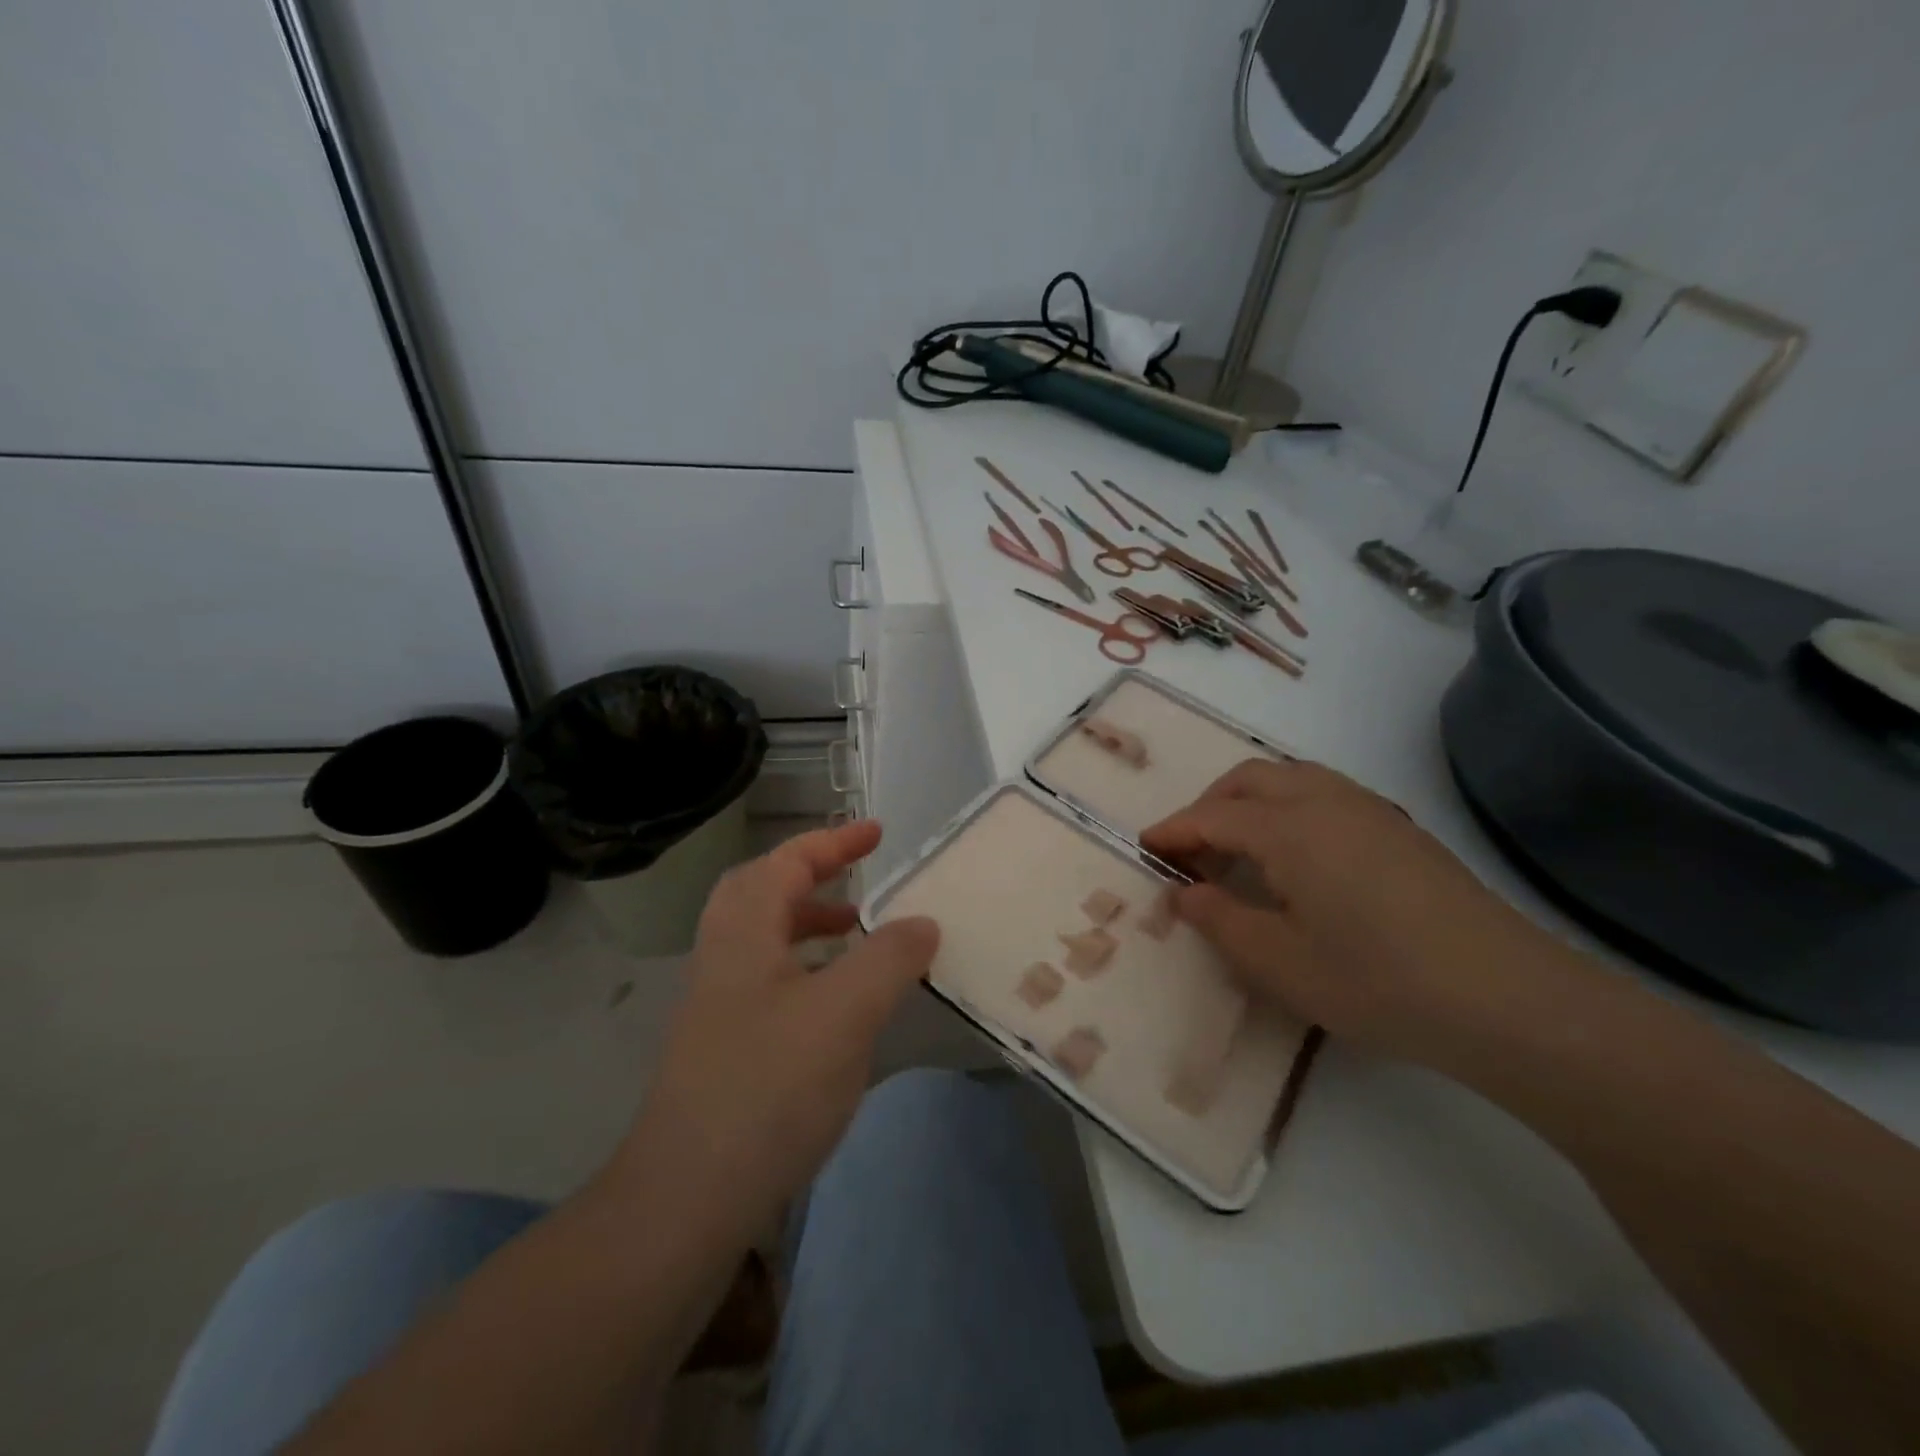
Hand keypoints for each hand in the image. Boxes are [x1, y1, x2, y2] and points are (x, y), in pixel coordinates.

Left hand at [609, 821, 937, 1236]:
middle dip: (812, 874)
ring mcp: (719, 1004)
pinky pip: (771, 979)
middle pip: (762, 890)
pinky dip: (808, 967)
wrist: (687, 1200)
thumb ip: (890, 958)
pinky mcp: (725, 1046)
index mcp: (744, 932)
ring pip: (766, 937)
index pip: (787, 862)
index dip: (834, 841)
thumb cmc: (768, 1087)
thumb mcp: (845, 1013)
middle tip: (858, 879)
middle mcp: (724, 956)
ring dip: (811, 921)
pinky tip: (840, 1003)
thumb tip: (923, 921)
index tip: (878, 833)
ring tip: (859, 933)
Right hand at [1141, 759, 1579, 1070]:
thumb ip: (1221, 921)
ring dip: (1251, 801)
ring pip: (1292, 778)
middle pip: (1250, 779)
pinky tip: (1299, 858)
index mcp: (1289, 828)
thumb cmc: (1378, 981)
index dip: (1174, 832)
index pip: (1212, 816)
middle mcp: (1326, 801)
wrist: (1508, 999)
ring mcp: (1370, 811)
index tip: (1145, 848)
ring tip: (1240, 850)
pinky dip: (1290, 808)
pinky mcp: (1402, 829)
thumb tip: (1185, 893)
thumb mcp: (1280, 963)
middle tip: (1192, 851)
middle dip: (1209, 805)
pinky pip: (1326, 794)